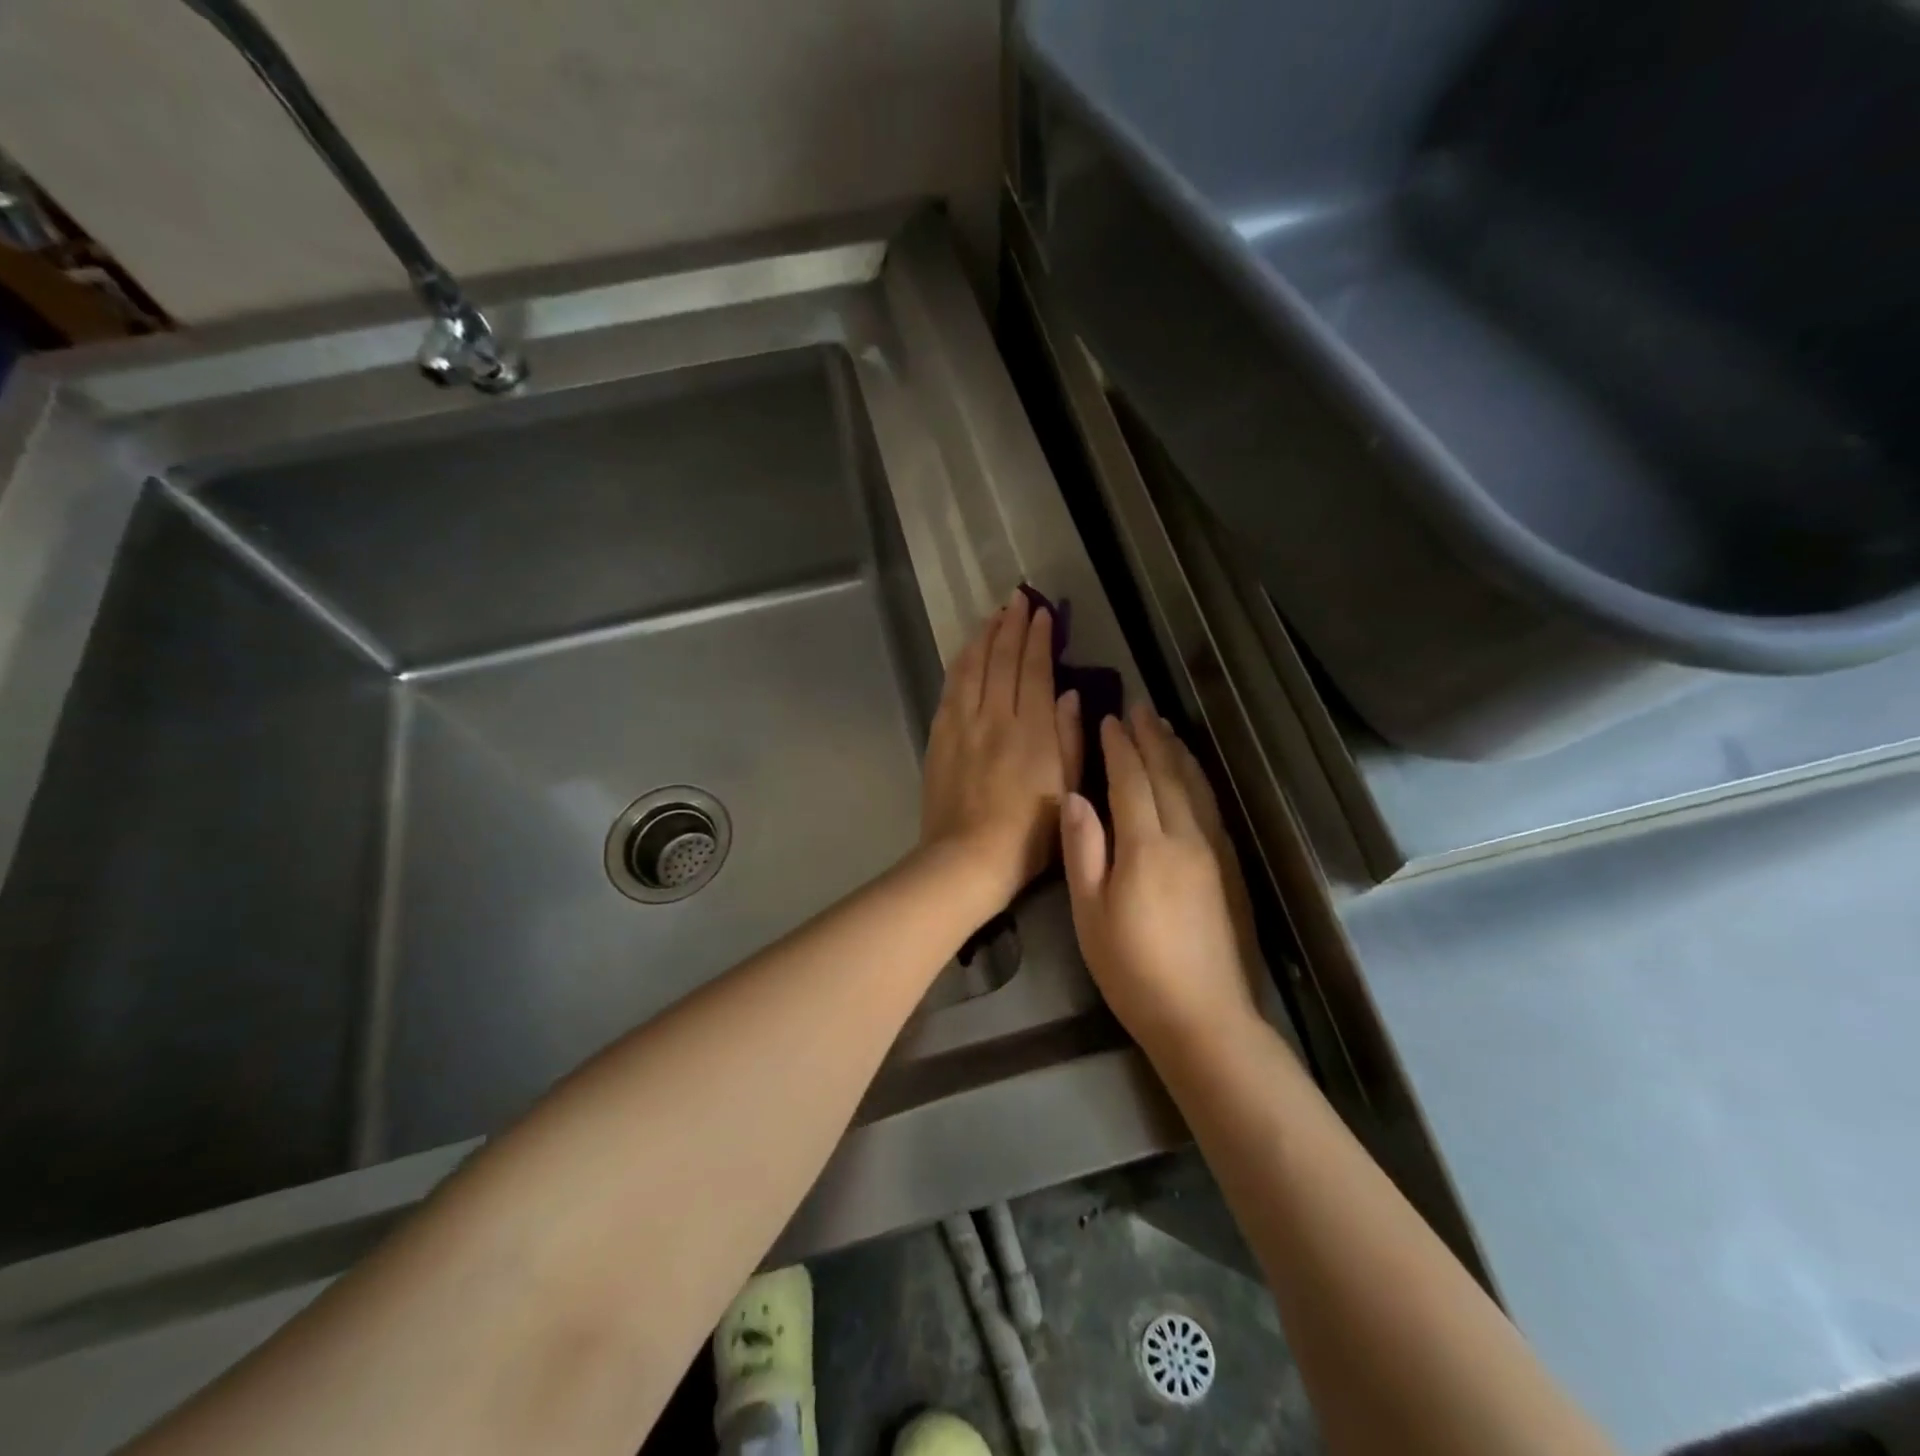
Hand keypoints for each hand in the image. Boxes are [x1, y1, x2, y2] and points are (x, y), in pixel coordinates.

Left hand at [921, 590, 1083, 906]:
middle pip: (1003, 660)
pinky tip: (966, 652)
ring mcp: (963, 724)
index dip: (1040, 638)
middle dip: (1012, 625)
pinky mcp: (940, 736)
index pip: (1036, 670)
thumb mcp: (1066, 789)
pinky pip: (951, 688)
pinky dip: (961, 663)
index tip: (1043, 613)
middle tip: (1019, 599)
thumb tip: (1070, 694)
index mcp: (1033, 730)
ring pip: (973, 667)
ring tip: (993, 615)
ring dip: (984, 637)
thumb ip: (1070, 738)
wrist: (967, 858)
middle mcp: (996, 717)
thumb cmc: (1029, 834)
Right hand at [1060, 703, 1261, 1047]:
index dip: (1119, 748)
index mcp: (1146, 846)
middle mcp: (1185, 838)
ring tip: (1164, 728)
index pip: (1131, 781)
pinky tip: (1192, 775)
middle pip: (1167, 774)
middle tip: (1139, 707)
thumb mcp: (1090, 913)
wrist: (1204, 1016)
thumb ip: (1084, 850)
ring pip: (1195, 787)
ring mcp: (1213, 852)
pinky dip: (1198, 780)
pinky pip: (1212, 808)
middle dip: (1151, 738)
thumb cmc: (1132, 969)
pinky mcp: (1229, 868)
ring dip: (1177, 753)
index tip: (1109, 718)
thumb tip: (1074, 797)